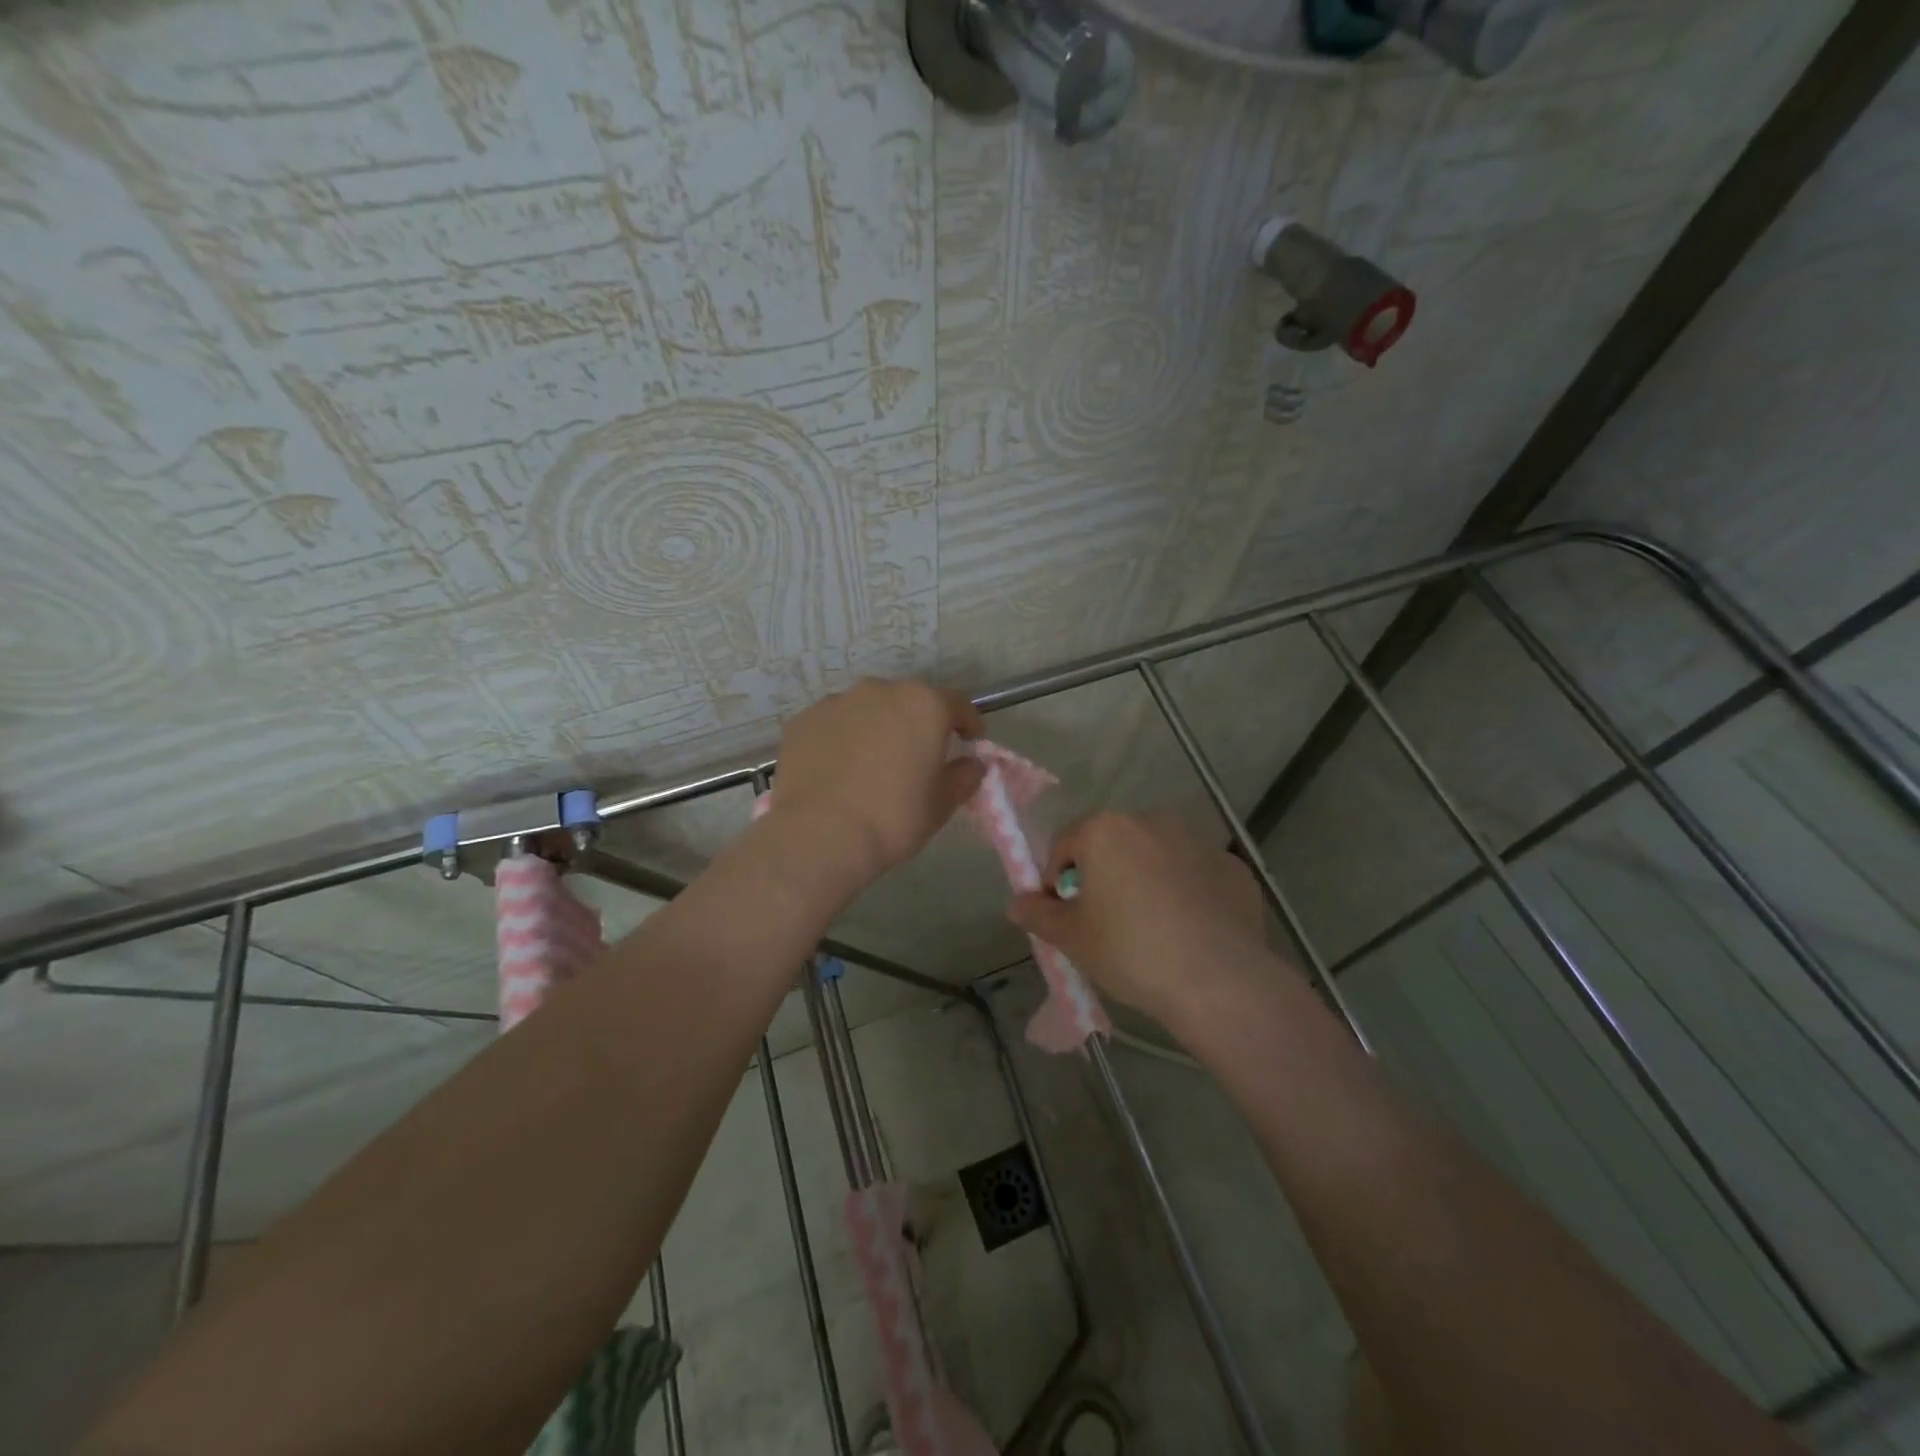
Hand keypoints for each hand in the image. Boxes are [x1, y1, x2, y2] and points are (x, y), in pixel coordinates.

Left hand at [770, 678, 986, 889]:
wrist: (820, 835)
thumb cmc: (893, 817)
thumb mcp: (943, 803)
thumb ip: (965, 776)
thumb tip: (972, 764)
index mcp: (924, 705)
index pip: (958, 704)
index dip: (968, 722)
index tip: (971, 741)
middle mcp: (881, 690)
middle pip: (909, 701)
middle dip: (918, 723)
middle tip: (918, 756)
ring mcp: (838, 702)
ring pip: (869, 710)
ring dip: (878, 728)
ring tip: (873, 764)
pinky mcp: (803, 720)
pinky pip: (835, 724)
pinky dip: (842, 739)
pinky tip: (839, 770)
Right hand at [1007, 811, 1268, 1031]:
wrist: (1217, 981)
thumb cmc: (1130, 950)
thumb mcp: (1072, 938)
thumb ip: (1038, 915)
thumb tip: (1016, 904)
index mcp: (1107, 829)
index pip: (1064, 844)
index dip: (1056, 880)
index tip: (1064, 915)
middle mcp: (1152, 822)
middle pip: (1112, 845)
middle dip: (1103, 876)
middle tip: (1104, 923)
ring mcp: (1198, 842)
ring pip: (1156, 857)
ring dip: (1146, 880)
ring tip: (1151, 929)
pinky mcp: (1233, 867)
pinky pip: (1196, 875)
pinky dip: (1188, 894)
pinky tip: (1190, 932)